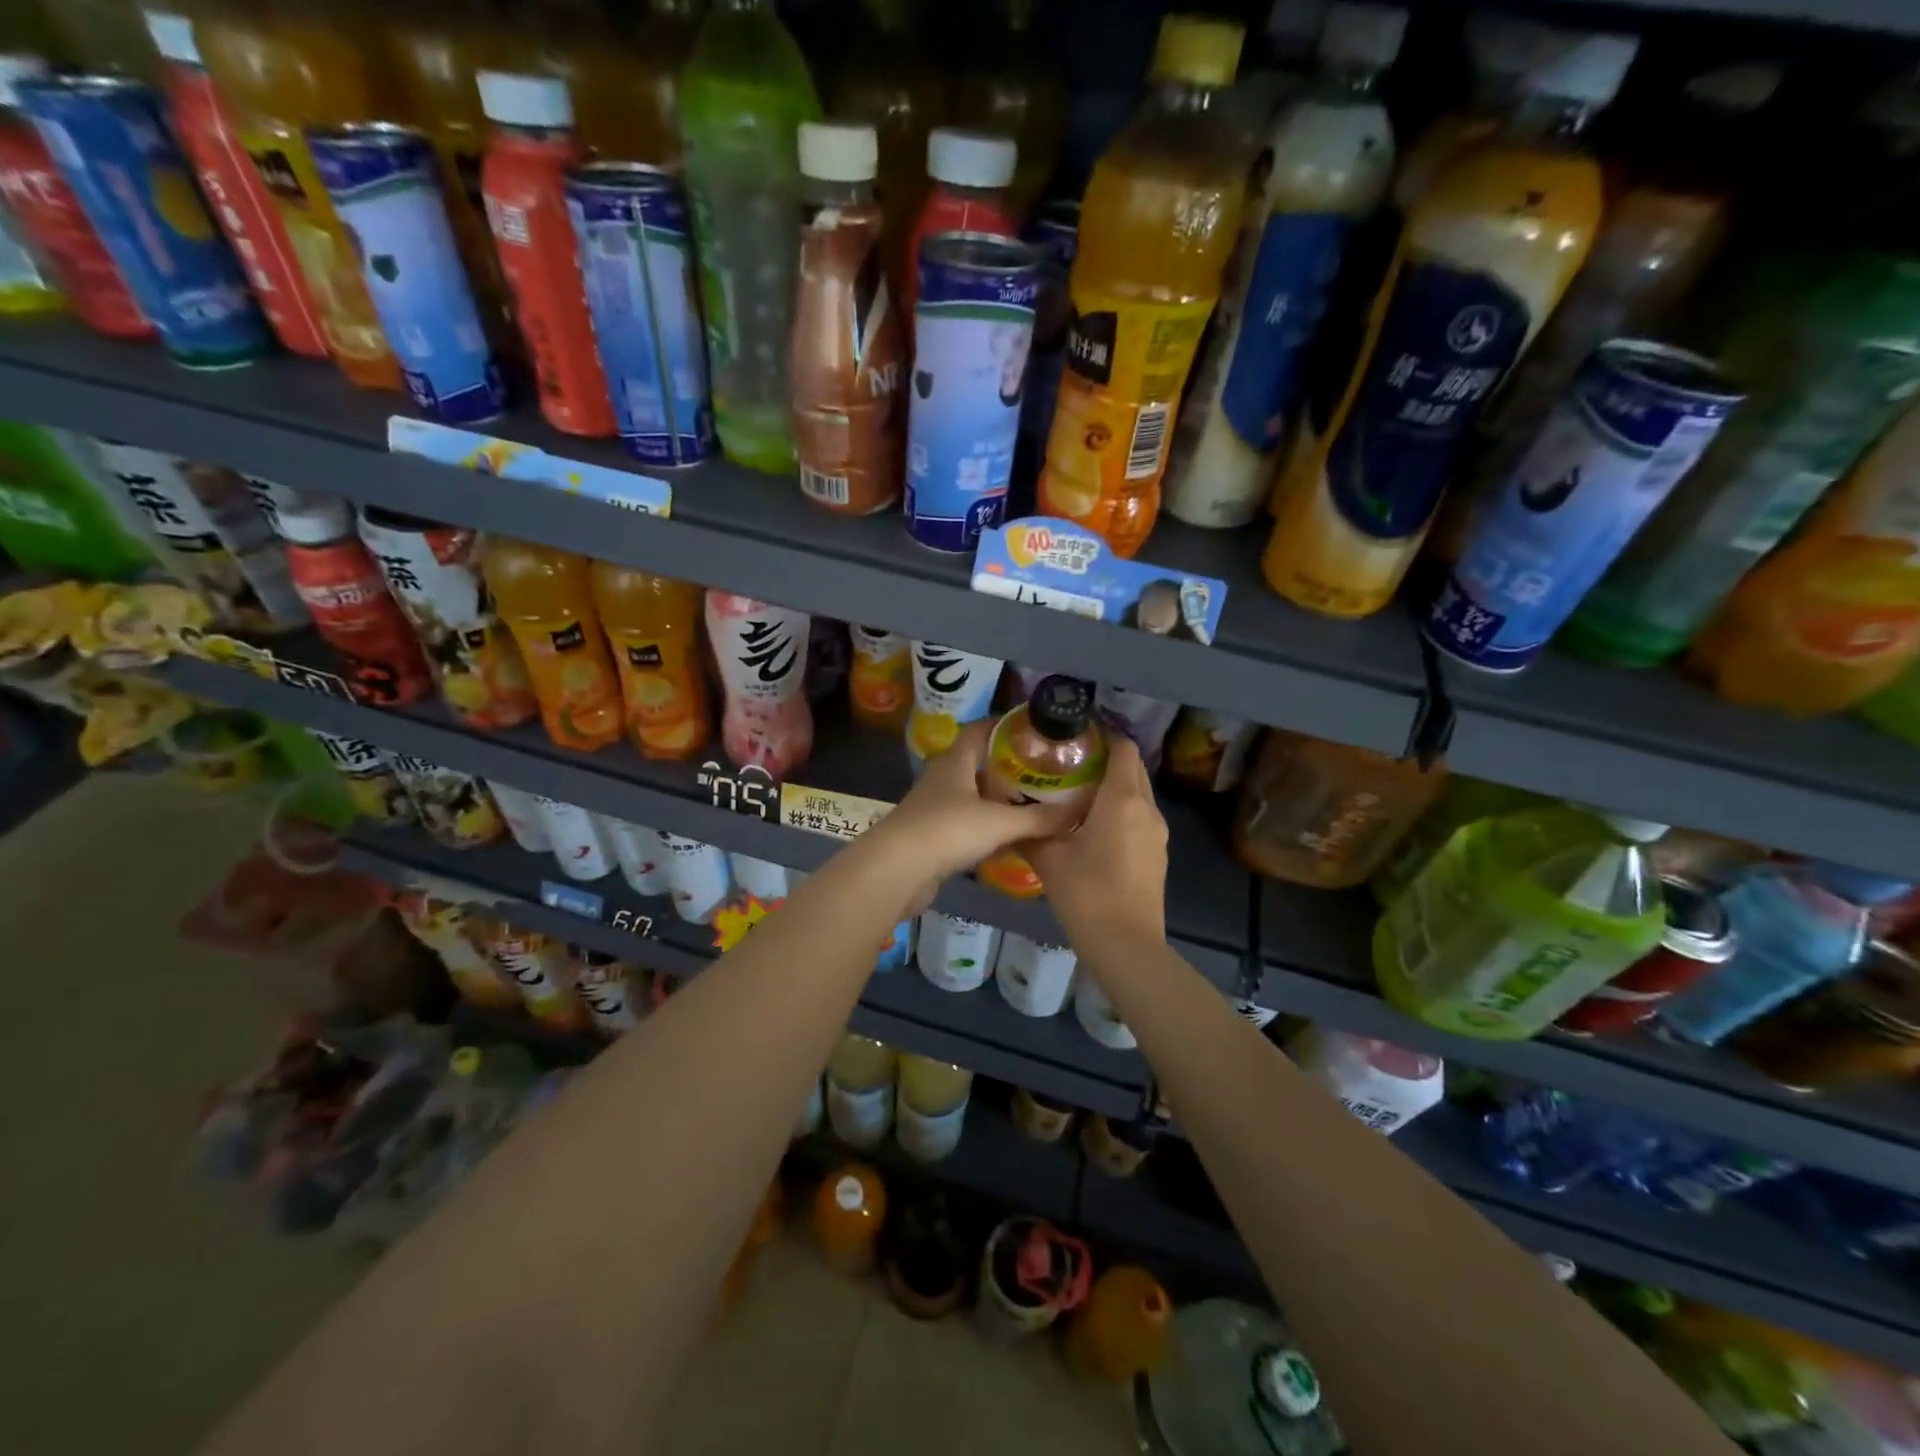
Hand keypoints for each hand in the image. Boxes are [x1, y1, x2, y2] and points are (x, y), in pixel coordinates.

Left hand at [862, 719, 1081, 913]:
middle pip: (978, 764)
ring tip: (1034, 804)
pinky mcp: (932, 838)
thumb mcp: (1000, 822)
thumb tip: (1078, 810)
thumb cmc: (947, 831)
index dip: (1005, 725)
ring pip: (973, 797)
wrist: (896, 871)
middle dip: (1008, 767)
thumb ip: (1039, 818)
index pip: (980, 730)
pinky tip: (1011, 840)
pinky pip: (967, 826)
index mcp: (955, 761)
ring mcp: (935, 809)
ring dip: (999, 801)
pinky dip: (989, 829)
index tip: (1034, 729)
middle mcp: (943, 779)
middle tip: (1043, 771)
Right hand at [1027, 734, 1167, 945]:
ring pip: (1138, 793)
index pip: (1123, 748)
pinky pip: (1140, 816)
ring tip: (1077, 794)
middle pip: (1132, 768)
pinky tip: (1092, 827)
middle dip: (1106, 760)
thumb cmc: (1087, 894)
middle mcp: (1147, 808)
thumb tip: (1008, 813)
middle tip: (1069, 764)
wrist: (1126, 945)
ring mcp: (1157, 832)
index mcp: (1123, 799)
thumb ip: (1028, 830)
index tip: (1074, 739)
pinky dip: (1121, 810)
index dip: (1102, 737)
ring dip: (1113, 786)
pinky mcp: (1158, 853)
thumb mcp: (1048, 859)